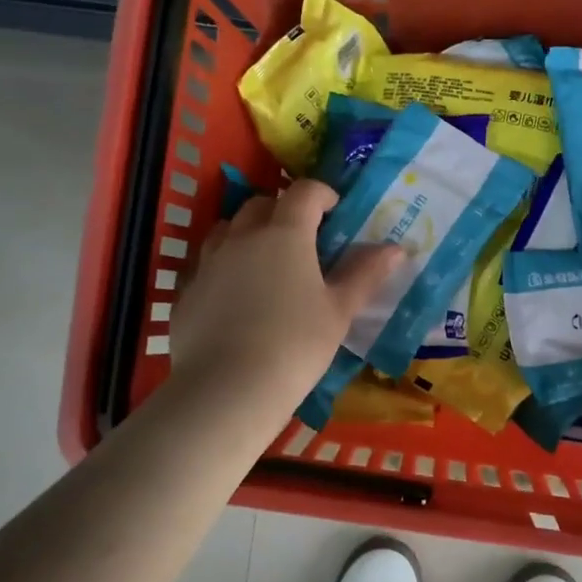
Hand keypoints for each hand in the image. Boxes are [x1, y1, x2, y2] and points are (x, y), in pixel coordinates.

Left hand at [170, 179, 402, 419]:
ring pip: (227, 230)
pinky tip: (235, 298)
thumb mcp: (339, 311)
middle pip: (261, 204)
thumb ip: (365, 274)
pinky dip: (224, 267)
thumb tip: (395, 248)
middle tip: (302, 238)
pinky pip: (206, 264)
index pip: (304, 193)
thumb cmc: (296, 345)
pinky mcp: (186, 291)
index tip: (335, 211)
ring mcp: (208, 262)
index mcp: (284, 233)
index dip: (322, 194)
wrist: (228, 388)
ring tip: (265, 262)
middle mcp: (242, 236)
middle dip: (283, 211)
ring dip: (248, 233)